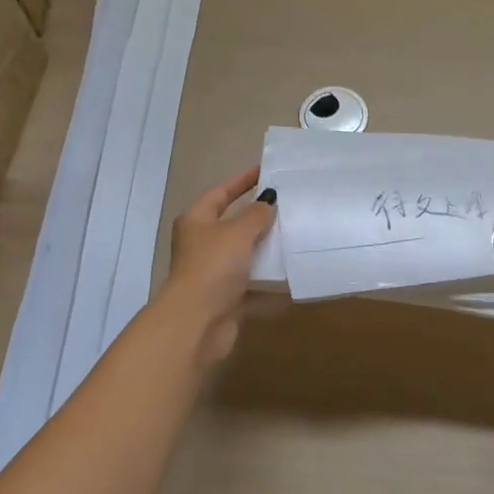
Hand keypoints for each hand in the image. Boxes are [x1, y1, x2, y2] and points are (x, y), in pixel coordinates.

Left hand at [163, 167, 278, 365]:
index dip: (242, 180)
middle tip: (289, 205)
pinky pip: (253, 285)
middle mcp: (202, 245)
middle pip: (233, 225)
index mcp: (196, 221)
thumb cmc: (213, 267)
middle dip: (259, 217)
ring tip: (296, 237)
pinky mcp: (227, 298)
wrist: (198, 322)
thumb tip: (269, 202)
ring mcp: (214, 273)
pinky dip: (270, 282)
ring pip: (245, 256)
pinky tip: (293, 276)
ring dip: (267, 250)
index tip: (266, 170)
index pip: (220, 192)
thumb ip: (256, 215)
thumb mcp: (238, 232)